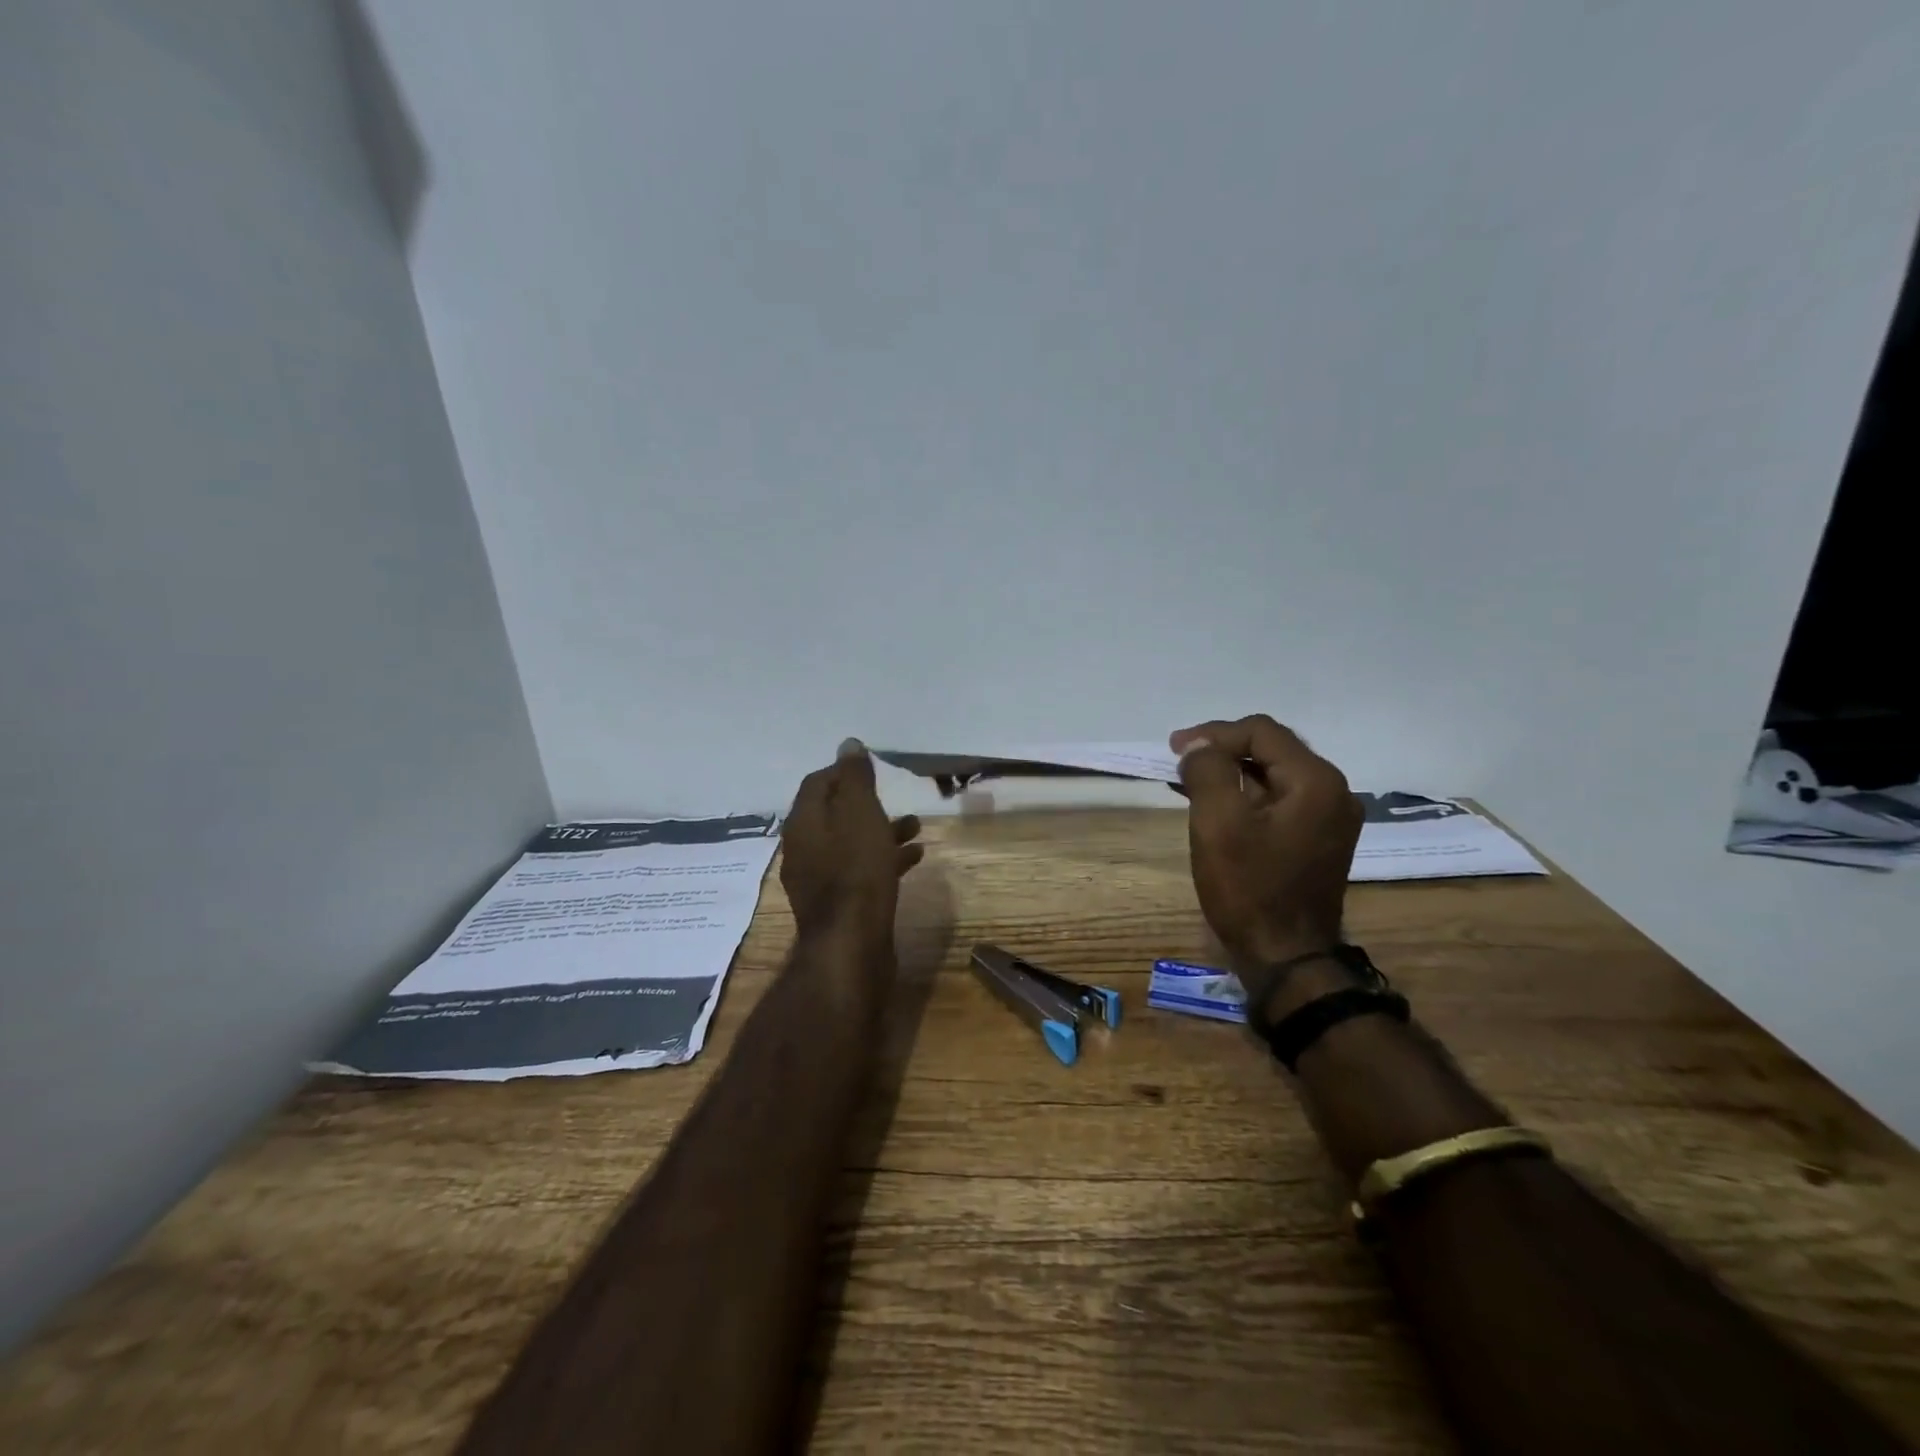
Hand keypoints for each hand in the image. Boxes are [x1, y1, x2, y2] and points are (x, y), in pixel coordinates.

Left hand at [780, 739, 923, 947]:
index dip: (843, 772)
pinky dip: (884, 860)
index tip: (873, 769)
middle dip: (866, 803)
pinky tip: (913, 859)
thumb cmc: (856, 870)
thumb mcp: (859, 813)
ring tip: (916, 827)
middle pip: (834, 814)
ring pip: (851, 844)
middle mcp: (804, 849)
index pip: (817, 783)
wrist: (852, 945)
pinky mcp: (838, 906)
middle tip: (895, 797)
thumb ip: (854, 778)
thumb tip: (848, 745)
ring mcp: (819, 880)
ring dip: (881, 831)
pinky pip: (860, 871)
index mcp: (803, 823)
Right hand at [1170, 715, 1362, 998]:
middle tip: (1181, 759)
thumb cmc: (1249, 887)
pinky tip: (1217, 804)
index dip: (1214, 733)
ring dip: (1232, 772)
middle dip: (1223, 749)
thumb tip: (1199, 746)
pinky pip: (1280, 801)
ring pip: (1275, 775)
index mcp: (1315, 781)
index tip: (1175, 748)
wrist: (1286, 958)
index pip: (1262, 731)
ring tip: (1191, 780)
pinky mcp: (1319, 840)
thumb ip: (1208, 770)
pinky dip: (1247, 795)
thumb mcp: (1218, 822)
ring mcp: (1331, 818)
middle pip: (1272, 749)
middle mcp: (1334, 791)